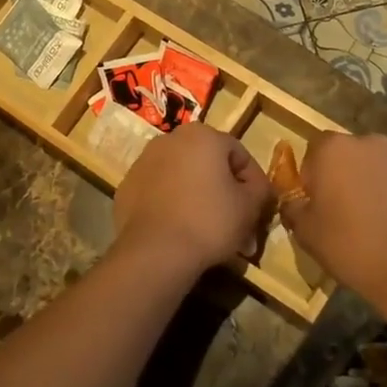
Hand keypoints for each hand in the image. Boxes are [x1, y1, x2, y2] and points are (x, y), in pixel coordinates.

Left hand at [114, 124, 272, 271]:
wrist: (155, 252)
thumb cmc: (209, 221)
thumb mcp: (250, 206)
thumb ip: (260, 189)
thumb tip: (257, 187)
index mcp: (201, 135)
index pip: (239, 154)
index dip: (253, 182)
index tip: (258, 208)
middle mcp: (169, 139)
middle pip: (208, 164)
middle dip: (225, 192)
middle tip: (236, 223)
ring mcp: (143, 162)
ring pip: (182, 177)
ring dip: (198, 197)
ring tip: (209, 231)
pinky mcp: (126, 186)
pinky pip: (159, 192)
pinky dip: (172, 205)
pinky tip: (180, 230)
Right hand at [279, 133, 386, 300]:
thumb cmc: (350, 247)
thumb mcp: (305, 231)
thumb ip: (294, 204)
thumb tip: (295, 197)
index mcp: (334, 149)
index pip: (316, 149)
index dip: (315, 173)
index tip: (320, 200)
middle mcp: (371, 140)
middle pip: (354, 152)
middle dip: (351, 172)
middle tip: (352, 208)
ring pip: (386, 161)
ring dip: (381, 178)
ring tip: (385, 214)